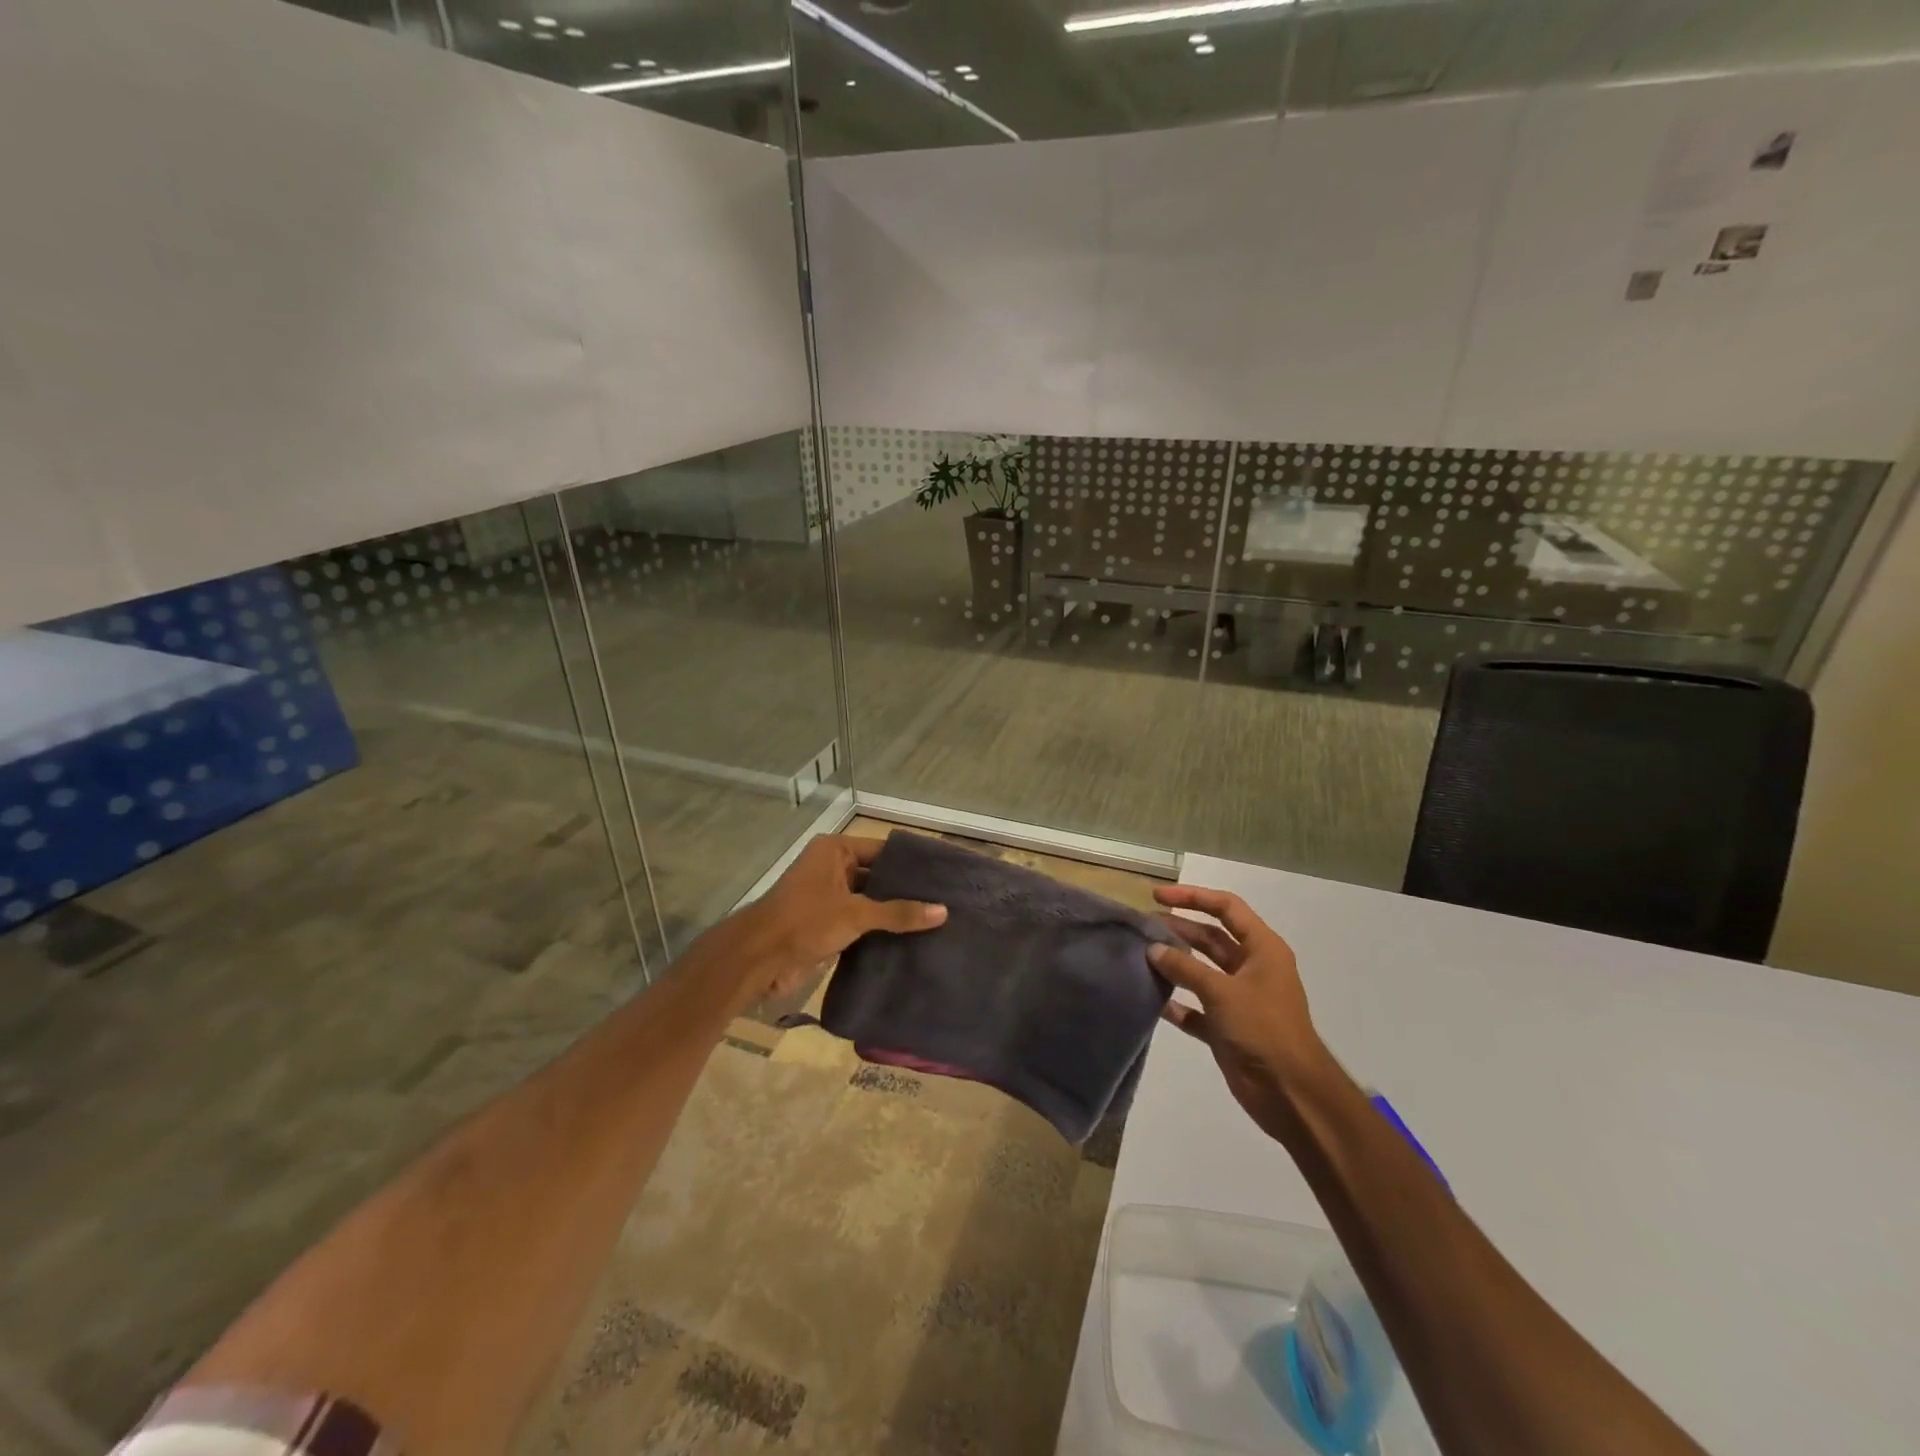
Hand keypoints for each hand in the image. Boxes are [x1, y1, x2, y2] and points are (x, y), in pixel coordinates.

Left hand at [732, 834, 945, 1005]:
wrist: (758, 959)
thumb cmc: (805, 921)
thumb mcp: (855, 913)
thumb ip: (898, 912)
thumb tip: (943, 911)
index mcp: (835, 851)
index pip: (883, 850)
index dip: (911, 862)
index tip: (943, 873)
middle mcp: (832, 868)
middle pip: (878, 875)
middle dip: (906, 890)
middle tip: (946, 900)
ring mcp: (828, 897)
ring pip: (870, 900)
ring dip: (894, 912)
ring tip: (936, 920)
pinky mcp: (826, 923)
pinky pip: (861, 921)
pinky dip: (880, 929)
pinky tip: (910, 940)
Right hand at [1149, 885, 1334, 1142]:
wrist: (1291, 1094)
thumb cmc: (1263, 1029)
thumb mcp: (1223, 991)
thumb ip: (1185, 968)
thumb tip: (1153, 949)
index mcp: (1262, 949)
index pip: (1226, 908)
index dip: (1193, 897)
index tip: (1157, 896)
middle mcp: (1251, 968)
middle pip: (1211, 937)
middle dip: (1179, 929)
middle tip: (1143, 927)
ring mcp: (1239, 998)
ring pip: (1201, 971)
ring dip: (1175, 963)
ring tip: (1141, 956)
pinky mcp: (1227, 1028)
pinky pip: (1196, 1008)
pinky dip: (1177, 1004)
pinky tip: (1152, 1000)